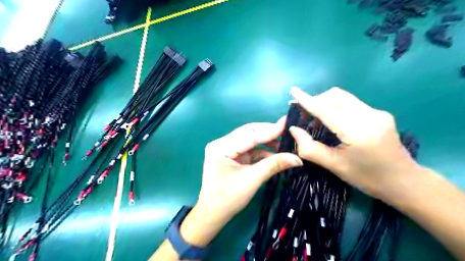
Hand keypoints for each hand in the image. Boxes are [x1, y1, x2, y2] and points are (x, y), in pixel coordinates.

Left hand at [196, 119, 303, 225]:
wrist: (213, 214)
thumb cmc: (228, 199)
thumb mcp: (252, 180)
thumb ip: (273, 165)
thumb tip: (297, 158)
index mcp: (221, 147)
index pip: (249, 135)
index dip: (270, 129)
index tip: (286, 121)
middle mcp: (222, 144)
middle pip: (248, 133)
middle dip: (268, 133)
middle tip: (287, 131)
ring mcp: (226, 150)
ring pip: (249, 141)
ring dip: (266, 143)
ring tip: (284, 144)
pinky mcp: (231, 156)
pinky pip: (248, 150)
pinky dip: (261, 152)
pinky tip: (274, 154)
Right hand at [290, 88, 419, 203]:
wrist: (404, 182)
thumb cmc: (367, 178)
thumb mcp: (334, 166)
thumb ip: (310, 148)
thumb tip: (293, 129)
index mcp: (358, 131)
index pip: (327, 110)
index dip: (307, 100)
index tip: (293, 91)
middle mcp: (369, 115)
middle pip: (335, 97)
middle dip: (315, 100)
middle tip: (302, 115)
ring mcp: (376, 112)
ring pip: (343, 97)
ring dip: (324, 103)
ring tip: (313, 118)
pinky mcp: (379, 113)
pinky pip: (350, 103)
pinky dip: (335, 107)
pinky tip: (330, 120)